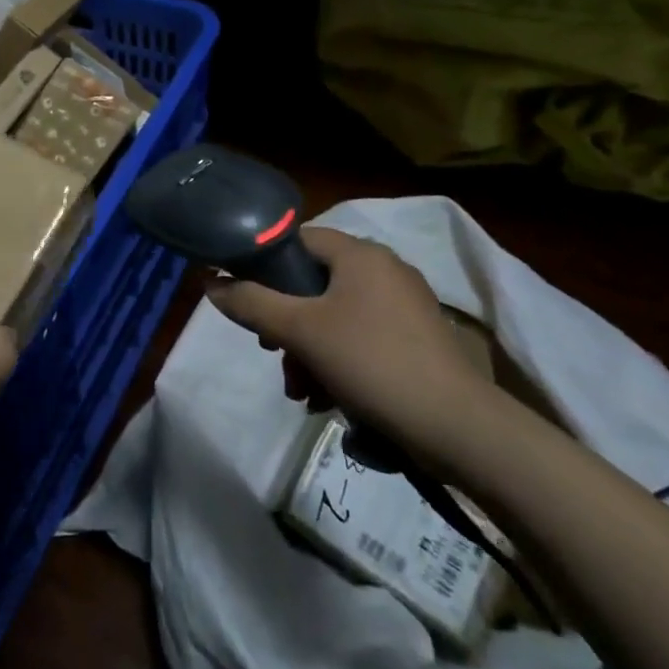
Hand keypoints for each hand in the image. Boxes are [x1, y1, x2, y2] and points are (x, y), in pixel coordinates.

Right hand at [206, 226, 493, 459]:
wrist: (458, 429)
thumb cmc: (371, 363)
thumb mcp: (300, 332)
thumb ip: (251, 303)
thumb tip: (210, 283)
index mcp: (360, 254)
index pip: (298, 239)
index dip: (265, 264)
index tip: (248, 299)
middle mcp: (385, 269)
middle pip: (314, 282)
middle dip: (285, 321)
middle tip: (271, 353)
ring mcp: (406, 305)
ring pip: (335, 315)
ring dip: (308, 350)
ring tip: (301, 392)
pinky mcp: (418, 339)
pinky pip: (362, 336)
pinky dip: (338, 360)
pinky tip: (329, 399)